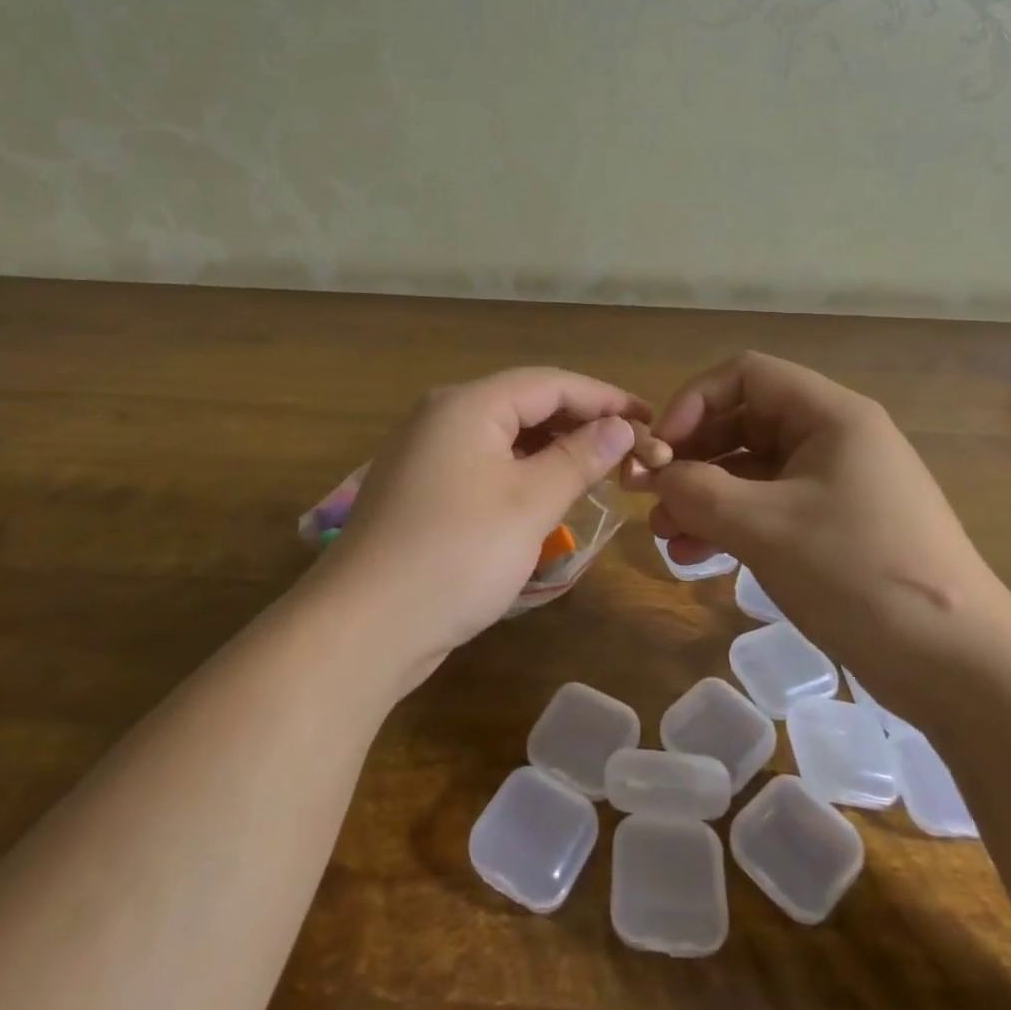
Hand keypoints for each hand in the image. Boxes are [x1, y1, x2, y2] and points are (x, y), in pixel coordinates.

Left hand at [307, 369, 649, 695]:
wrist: (361, 627)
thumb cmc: (456, 554)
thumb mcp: (530, 504)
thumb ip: (579, 458)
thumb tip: (620, 427)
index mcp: (468, 404)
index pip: (551, 382)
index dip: (604, 397)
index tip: (649, 418)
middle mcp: (442, 414)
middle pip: (525, 402)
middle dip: (579, 420)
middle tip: (628, 447)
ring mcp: (425, 451)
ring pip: (504, 433)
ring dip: (552, 446)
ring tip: (597, 468)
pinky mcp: (420, 487)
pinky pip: (483, 460)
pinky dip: (521, 468)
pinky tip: (545, 492)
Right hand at [626, 352, 1010, 710]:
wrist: (964, 670)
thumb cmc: (860, 573)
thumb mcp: (765, 527)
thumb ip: (697, 491)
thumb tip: (652, 474)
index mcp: (829, 414)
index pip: (745, 375)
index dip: (693, 402)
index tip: (659, 448)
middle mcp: (833, 437)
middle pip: (744, 421)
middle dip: (692, 457)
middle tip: (649, 496)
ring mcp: (838, 484)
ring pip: (753, 470)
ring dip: (705, 495)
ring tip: (665, 534)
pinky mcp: (838, 528)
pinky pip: (771, 508)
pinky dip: (732, 524)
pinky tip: (697, 556)